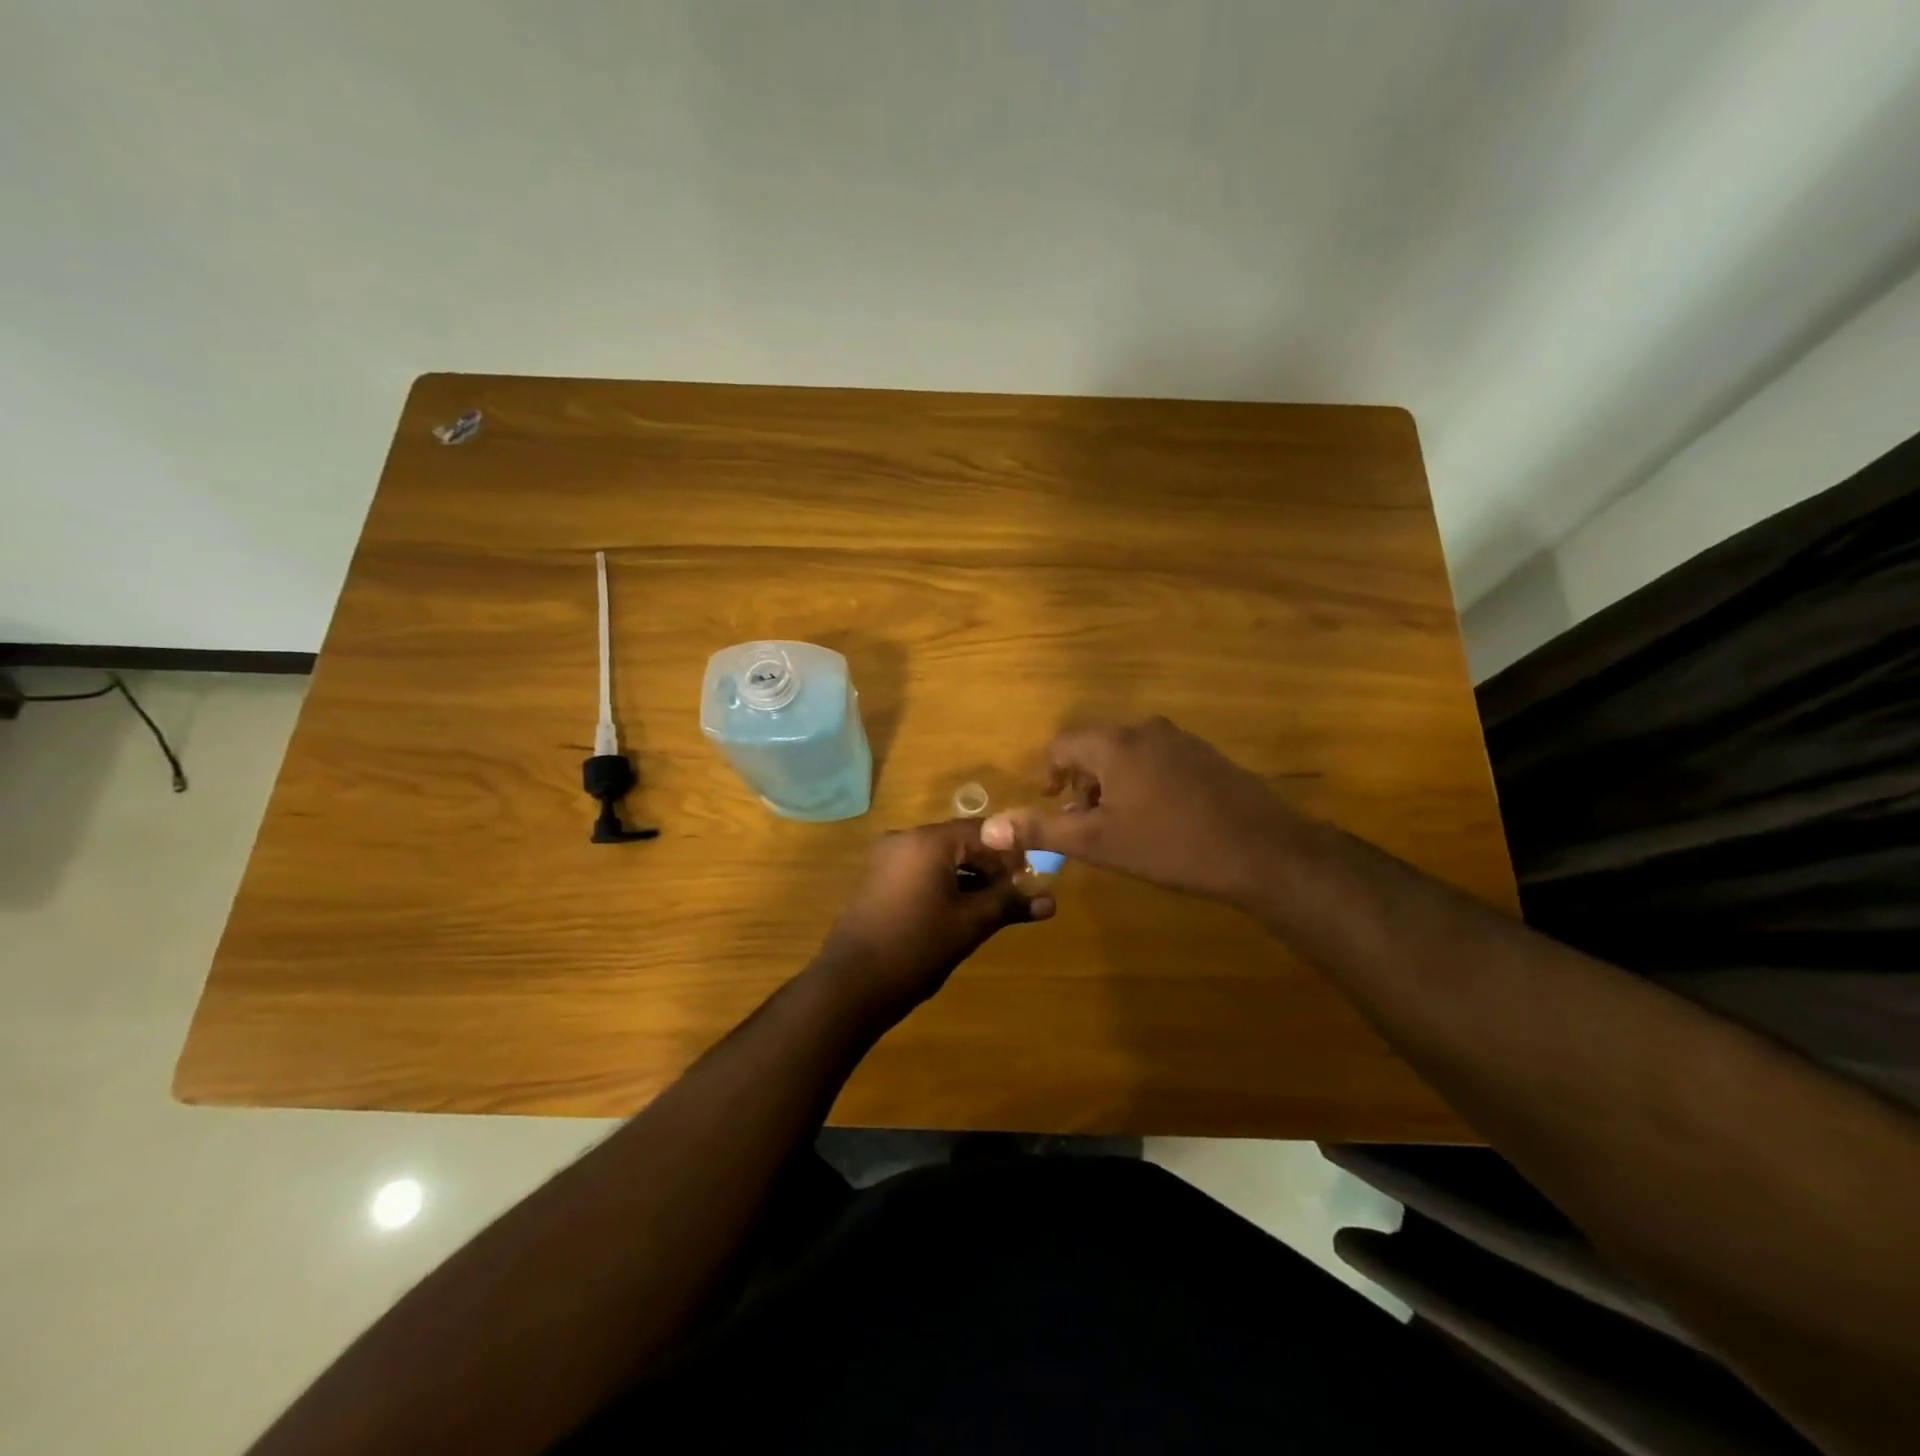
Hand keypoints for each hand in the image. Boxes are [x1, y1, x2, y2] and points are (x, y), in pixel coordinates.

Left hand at [815, 819, 1053, 1020]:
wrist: (851, 984)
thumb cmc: (917, 947)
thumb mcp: (970, 924)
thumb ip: (1009, 904)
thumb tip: (1051, 901)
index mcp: (928, 841)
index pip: (983, 831)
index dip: (1010, 855)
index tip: (1028, 881)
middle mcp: (904, 839)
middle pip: (960, 842)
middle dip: (989, 867)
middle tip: (1011, 899)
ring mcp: (886, 858)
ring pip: (939, 858)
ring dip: (967, 877)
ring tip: (988, 910)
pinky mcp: (876, 879)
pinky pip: (919, 870)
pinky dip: (943, 884)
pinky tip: (956, 913)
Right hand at [982, 717, 1294, 906]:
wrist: (1262, 851)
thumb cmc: (1169, 845)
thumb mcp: (1098, 843)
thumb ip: (1043, 830)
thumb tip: (990, 828)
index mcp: (1114, 745)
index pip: (1064, 745)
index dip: (1049, 772)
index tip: (1052, 801)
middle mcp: (1146, 731)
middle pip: (1097, 746)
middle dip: (1082, 781)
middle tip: (1082, 819)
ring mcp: (1182, 741)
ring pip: (1130, 753)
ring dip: (1113, 782)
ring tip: (1118, 823)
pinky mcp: (1208, 756)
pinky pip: (1159, 760)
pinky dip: (1144, 781)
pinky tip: (1159, 819)